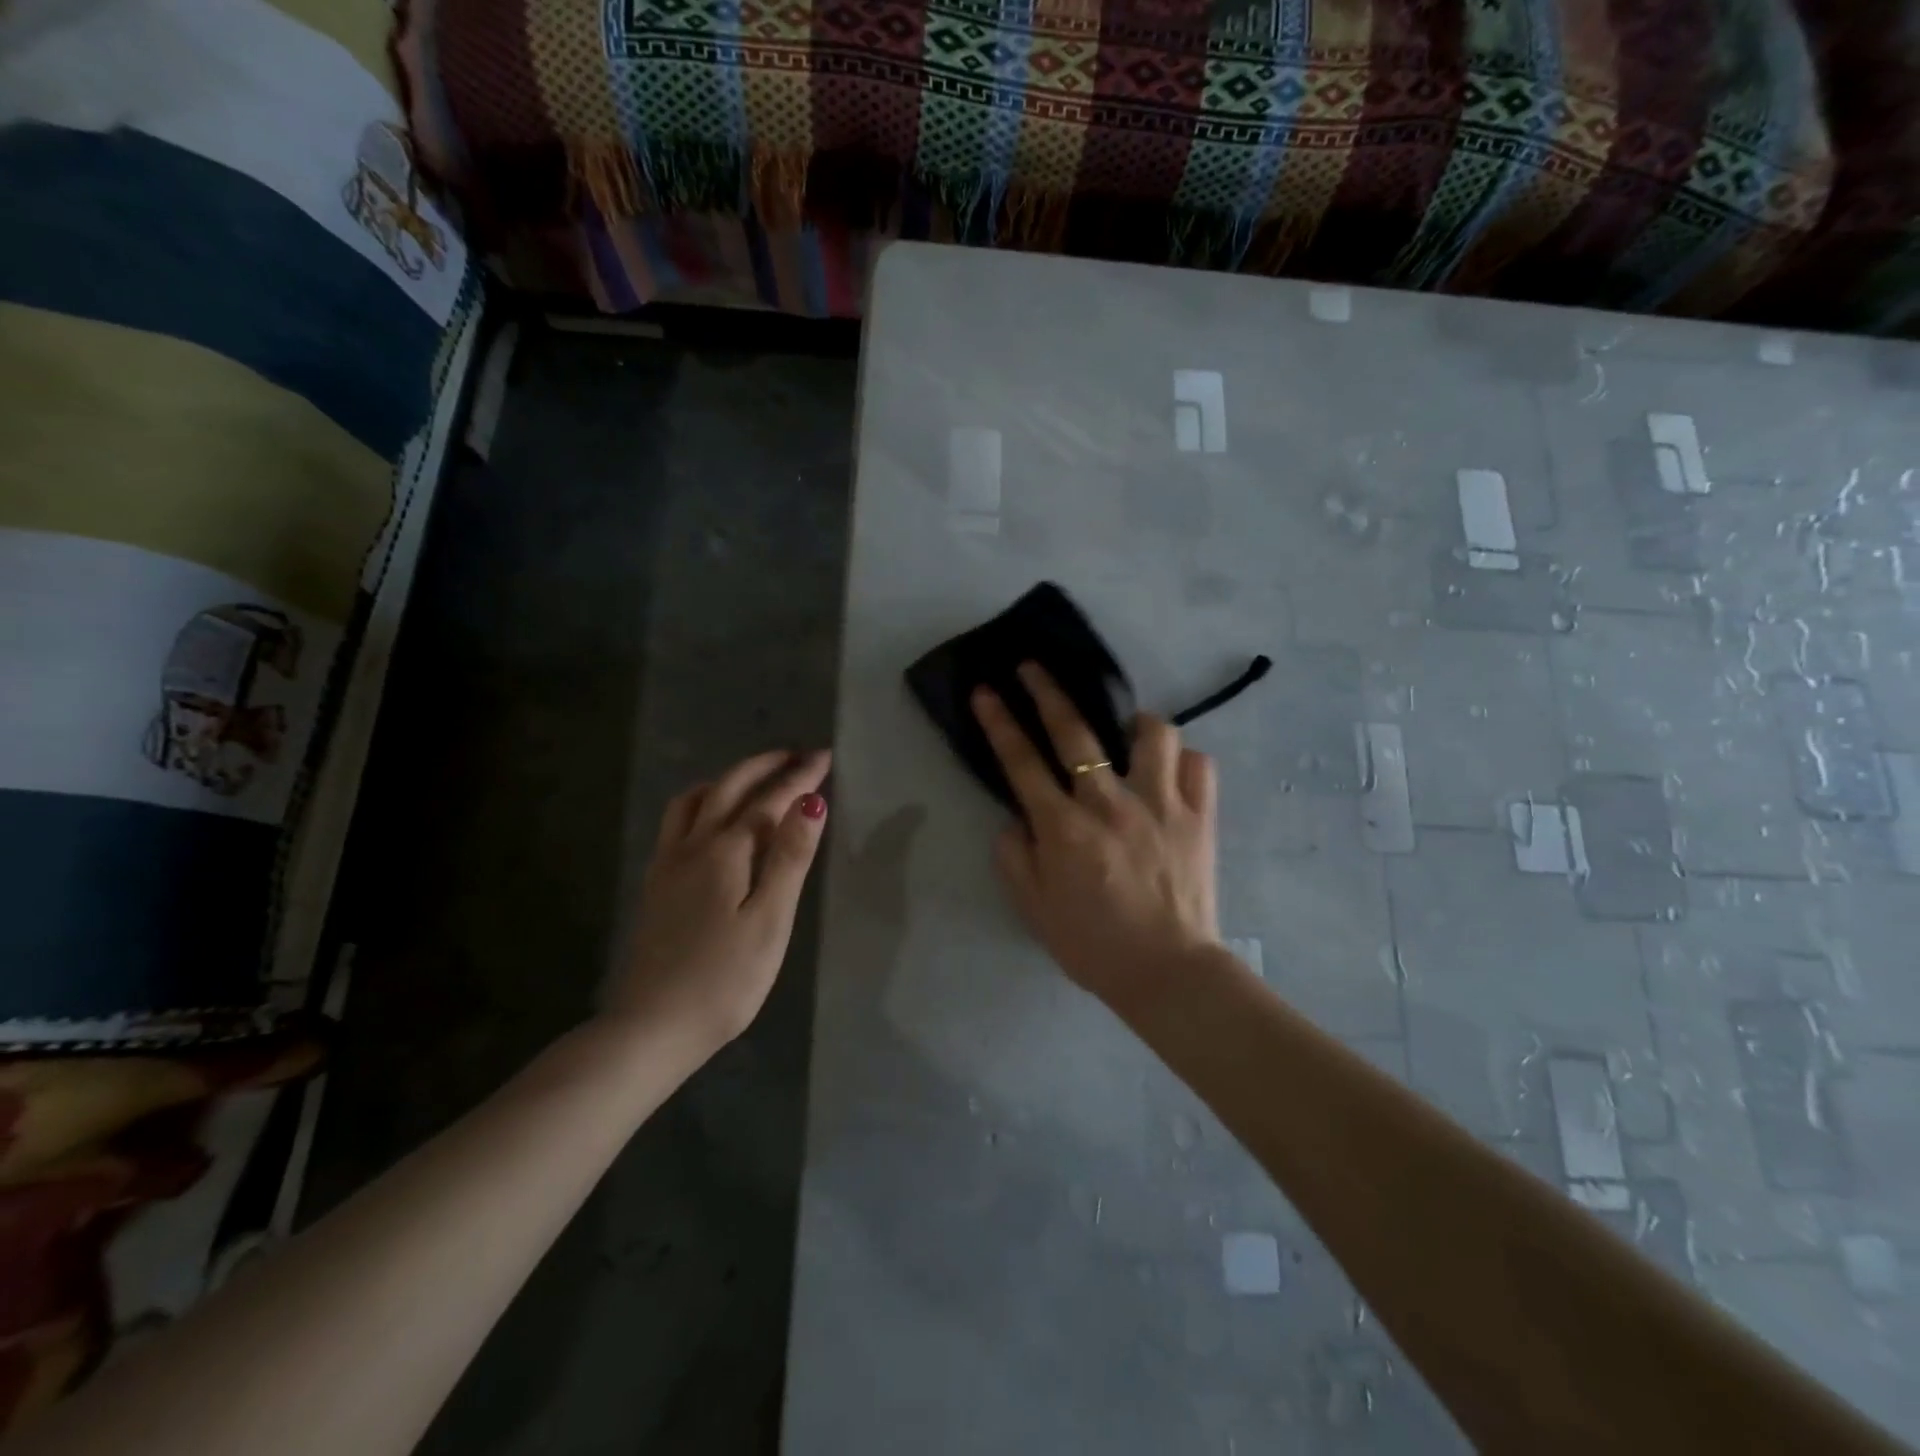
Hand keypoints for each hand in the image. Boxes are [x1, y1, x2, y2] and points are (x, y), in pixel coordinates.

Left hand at [606, 749, 830, 1049]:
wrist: (652, 1027)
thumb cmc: (725, 979)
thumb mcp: (770, 920)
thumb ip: (789, 857)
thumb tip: (811, 802)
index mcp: (724, 851)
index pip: (768, 800)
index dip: (799, 777)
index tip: (825, 756)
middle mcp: (691, 846)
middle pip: (727, 788)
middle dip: (763, 766)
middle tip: (795, 756)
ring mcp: (667, 865)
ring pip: (693, 801)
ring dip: (727, 780)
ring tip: (753, 781)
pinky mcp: (656, 886)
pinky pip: (678, 823)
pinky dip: (703, 803)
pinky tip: (711, 823)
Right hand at [972, 664, 1220, 1013]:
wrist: (1168, 973)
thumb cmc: (1093, 945)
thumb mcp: (1033, 909)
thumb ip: (1014, 857)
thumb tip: (1016, 818)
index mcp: (1064, 829)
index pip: (1022, 762)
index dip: (999, 722)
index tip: (986, 690)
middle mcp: (1110, 805)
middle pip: (1076, 732)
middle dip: (1048, 691)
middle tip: (1033, 667)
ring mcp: (1161, 805)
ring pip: (1153, 734)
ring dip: (1135, 723)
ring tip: (1127, 732)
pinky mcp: (1201, 816)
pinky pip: (1199, 765)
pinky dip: (1183, 761)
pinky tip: (1171, 773)